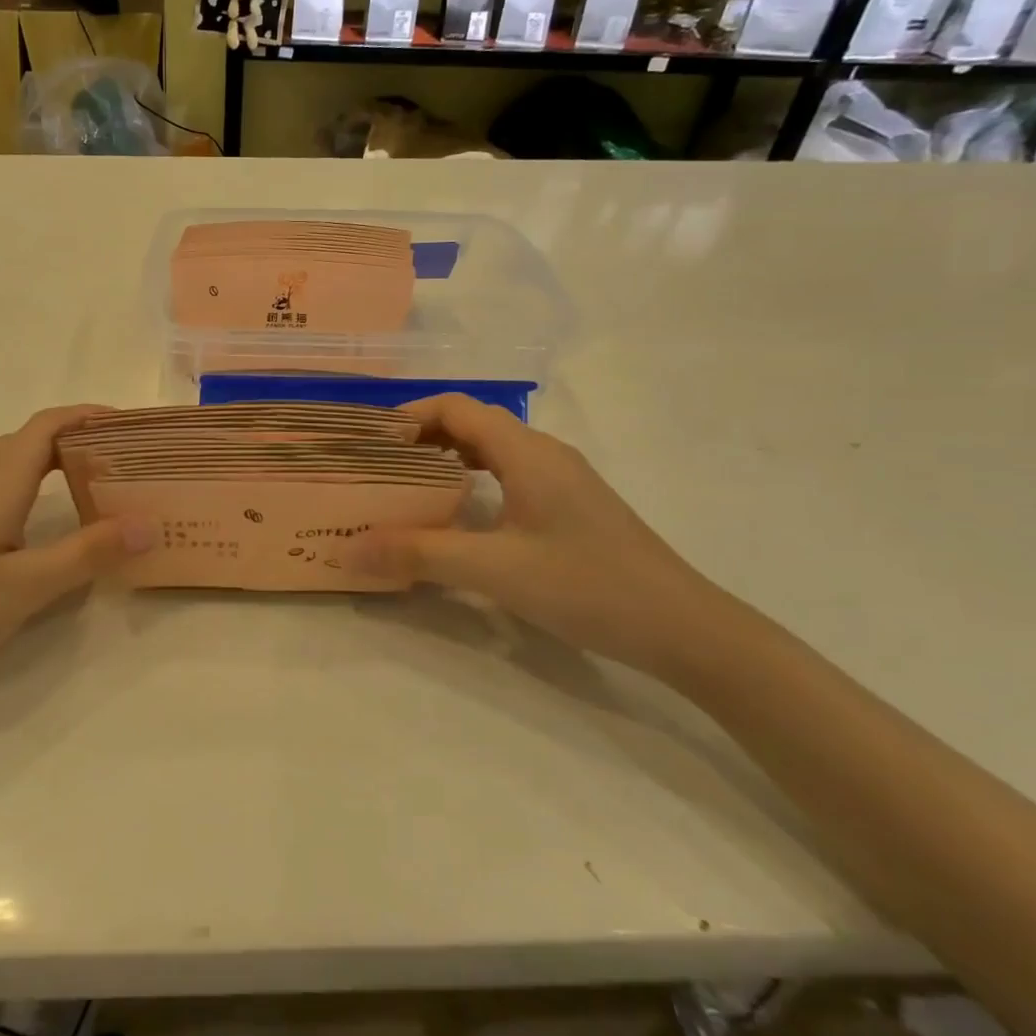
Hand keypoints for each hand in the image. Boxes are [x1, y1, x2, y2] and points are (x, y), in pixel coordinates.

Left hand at [0, 405, 153, 726]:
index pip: (45, 427)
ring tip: (82, 488)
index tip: (131, 427)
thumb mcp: (22, 590)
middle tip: (120, 465)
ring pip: (2, 465)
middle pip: (26, 442)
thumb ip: (86, 554)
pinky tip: (19, 521)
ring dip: (45, 463)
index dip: (88, 416)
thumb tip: (149, 523)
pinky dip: (17, 489)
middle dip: (75, 441)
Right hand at [361, 395, 740, 678]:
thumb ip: (419, 554)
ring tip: (409, 484)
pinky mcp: (572, 505)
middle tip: (379, 465)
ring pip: (493, 449)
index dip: (409, 415)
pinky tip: (462, 512)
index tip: (370, 441)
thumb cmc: (587, 586)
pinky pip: (511, 473)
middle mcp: (544, 453)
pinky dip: (474, 478)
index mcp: (526, 452)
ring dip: (449, 456)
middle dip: (422, 435)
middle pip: (473, 423)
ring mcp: (563, 479)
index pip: (456, 407)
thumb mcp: (494, 570)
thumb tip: (351, 547)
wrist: (684, 628)